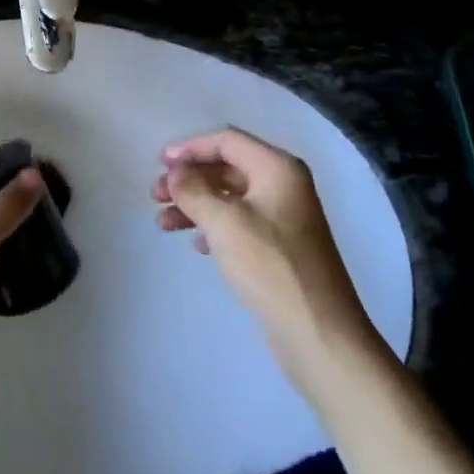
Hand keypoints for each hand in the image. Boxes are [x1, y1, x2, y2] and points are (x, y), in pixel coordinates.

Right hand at [153, 127, 383, 382]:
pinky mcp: (280, 247)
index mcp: (278, 169)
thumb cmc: (270, 267)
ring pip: (230, 197)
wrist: (317, 331)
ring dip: (195, 204)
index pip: (227, 141)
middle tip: (155, 196)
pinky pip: (239, 223)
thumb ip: (193, 190)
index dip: (190, 148)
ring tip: (163, 223)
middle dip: (189, 178)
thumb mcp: (224, 223)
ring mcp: (284, 217)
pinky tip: (196, 244)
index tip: (159, 163)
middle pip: (227, 168)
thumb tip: (175, 172)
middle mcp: (284, 186)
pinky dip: (213, 226)